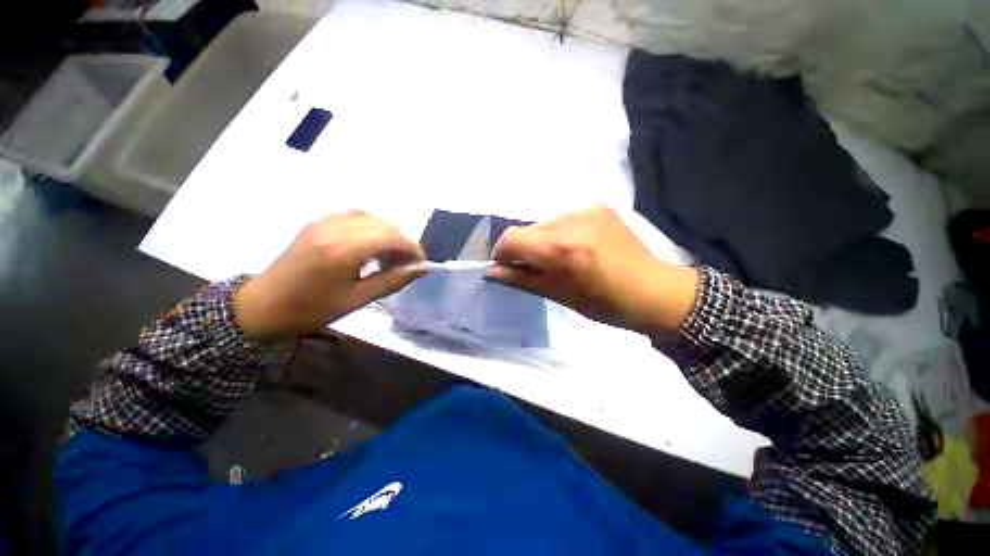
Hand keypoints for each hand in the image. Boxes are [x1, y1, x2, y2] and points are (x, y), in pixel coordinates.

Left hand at [235, 211, 425, 342]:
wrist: (262, 306)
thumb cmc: (311, 310)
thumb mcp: (357, 299)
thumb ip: (393, 280)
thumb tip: (421, 269)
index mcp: (343, 249)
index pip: (392, 236)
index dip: (413, 249)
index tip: (421, 265)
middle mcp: (335, 227)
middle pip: (385, 225)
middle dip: (402, 243)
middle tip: (404, 266)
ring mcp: (324, 221)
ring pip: (373, 218)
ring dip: (388, 236)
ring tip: (388, 258)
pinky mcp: (318, 222)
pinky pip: (355, 217)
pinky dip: (372, 229)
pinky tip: (370, 247)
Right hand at [486, 204, 699, 332]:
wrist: (653, 291)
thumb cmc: (603, 303)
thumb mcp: (557, 295)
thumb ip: (519, 279)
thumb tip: (490, 271)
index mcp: (561, 249)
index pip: (511, 238)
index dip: (501, 253)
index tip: (505, 267)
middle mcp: (571, 220)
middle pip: (527, 230)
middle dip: (524, 249)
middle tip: (537, 268)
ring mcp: (587, 208)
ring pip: (545, 224)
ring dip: (543, 241)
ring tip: (561, 259)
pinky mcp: (598, 205)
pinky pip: (564, 218)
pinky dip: (560, 233)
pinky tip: (577, 247)